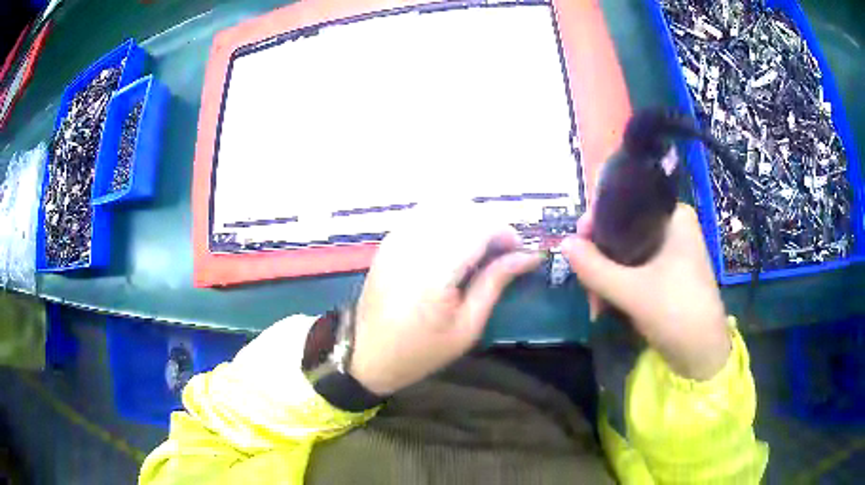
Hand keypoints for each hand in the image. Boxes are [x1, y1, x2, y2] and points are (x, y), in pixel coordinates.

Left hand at [350, 206, 542, 394]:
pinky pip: (423, 214)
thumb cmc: (422, 351)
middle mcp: (413, 247)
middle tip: (501, 251)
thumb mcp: (467, 327)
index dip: (505, 233)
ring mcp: (397, 240)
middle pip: (462, 211)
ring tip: (479, 247)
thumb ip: (494, 283)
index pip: (478, 228)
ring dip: (468, 219)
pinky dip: (446, 220)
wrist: (369, 355)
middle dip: (490, 224)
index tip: (518, 252)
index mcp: (435, 274)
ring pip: (442, 206)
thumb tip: (527, 256)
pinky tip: (452, 243)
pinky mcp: (389, 241)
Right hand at [561, 203, 730, 379]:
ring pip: (626, 253)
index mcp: (673, 216)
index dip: (597, 221)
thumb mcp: (632, 291)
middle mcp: (673, 227)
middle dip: (600, 259)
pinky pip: (634, 270)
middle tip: (585, 283)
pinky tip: (606, 307)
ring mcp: (671, 252)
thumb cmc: (677, 313)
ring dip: (606, 277)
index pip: (625, 204)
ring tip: (595, 305)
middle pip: (623, 231)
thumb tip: (562, 243)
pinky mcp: (667, 275)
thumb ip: (595, 267)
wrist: (703, 356)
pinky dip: (618, 286)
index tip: (577, 245)